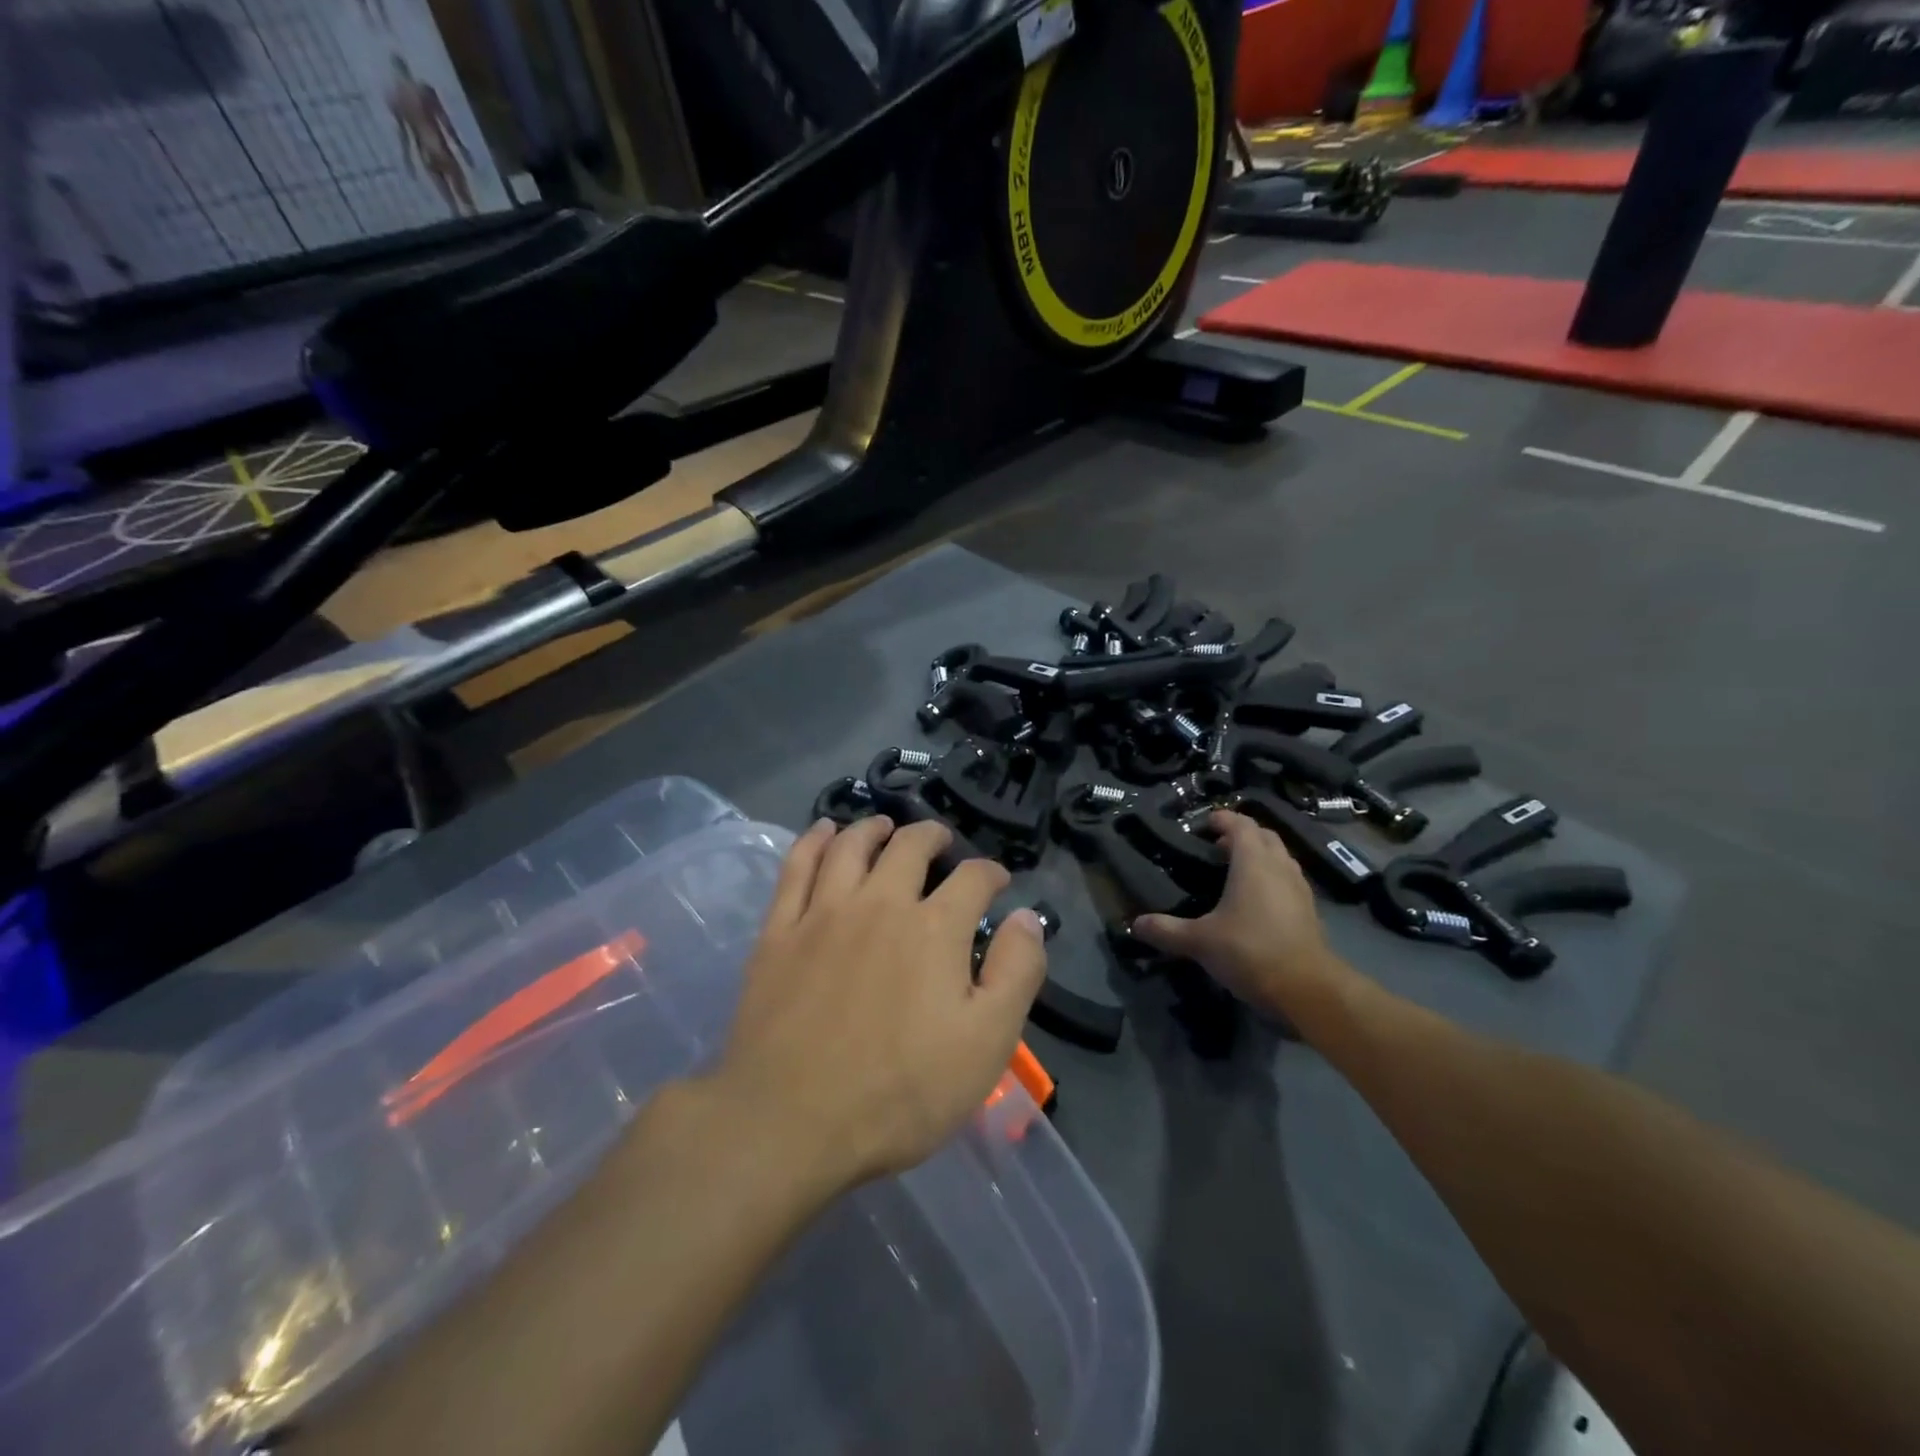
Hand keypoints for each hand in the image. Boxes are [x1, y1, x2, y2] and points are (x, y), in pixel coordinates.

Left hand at [712, 817, 1048, 1192]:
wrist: (790, 1123)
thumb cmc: (900, 1092)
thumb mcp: (986, 1043)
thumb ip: (1015, 972)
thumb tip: (1026, 917)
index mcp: (933, 928)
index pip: (972, 878)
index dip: (990, 873)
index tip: (997, 881)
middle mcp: (879, 903)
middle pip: (909, 846)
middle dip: (933, 836)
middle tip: (941, 842)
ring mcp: (823, 913)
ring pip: (850, 846)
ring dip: (873, 828)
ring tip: (884, 826)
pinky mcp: (779, 931)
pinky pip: (796, 867)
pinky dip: (813, 840)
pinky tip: (823, 832)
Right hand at [1131, 810, 1344, 1018]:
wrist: (1308, 989)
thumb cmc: (1250, 951)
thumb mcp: (1199, 941)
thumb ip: (1166, 930)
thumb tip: (1135, 924)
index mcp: (1253, 862)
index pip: (1241, 825)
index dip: (1223, 819)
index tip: (1205, 822)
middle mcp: (1279, 867)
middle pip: (1264, 836)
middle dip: (1242, 835)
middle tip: (1217, 847)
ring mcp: (1299, 888)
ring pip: (1280, 857)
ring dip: (1260, 855)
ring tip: (1235, 871)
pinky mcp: (1309, 910)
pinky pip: (1288, 879)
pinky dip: (1271, 877)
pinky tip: (1256, 901)